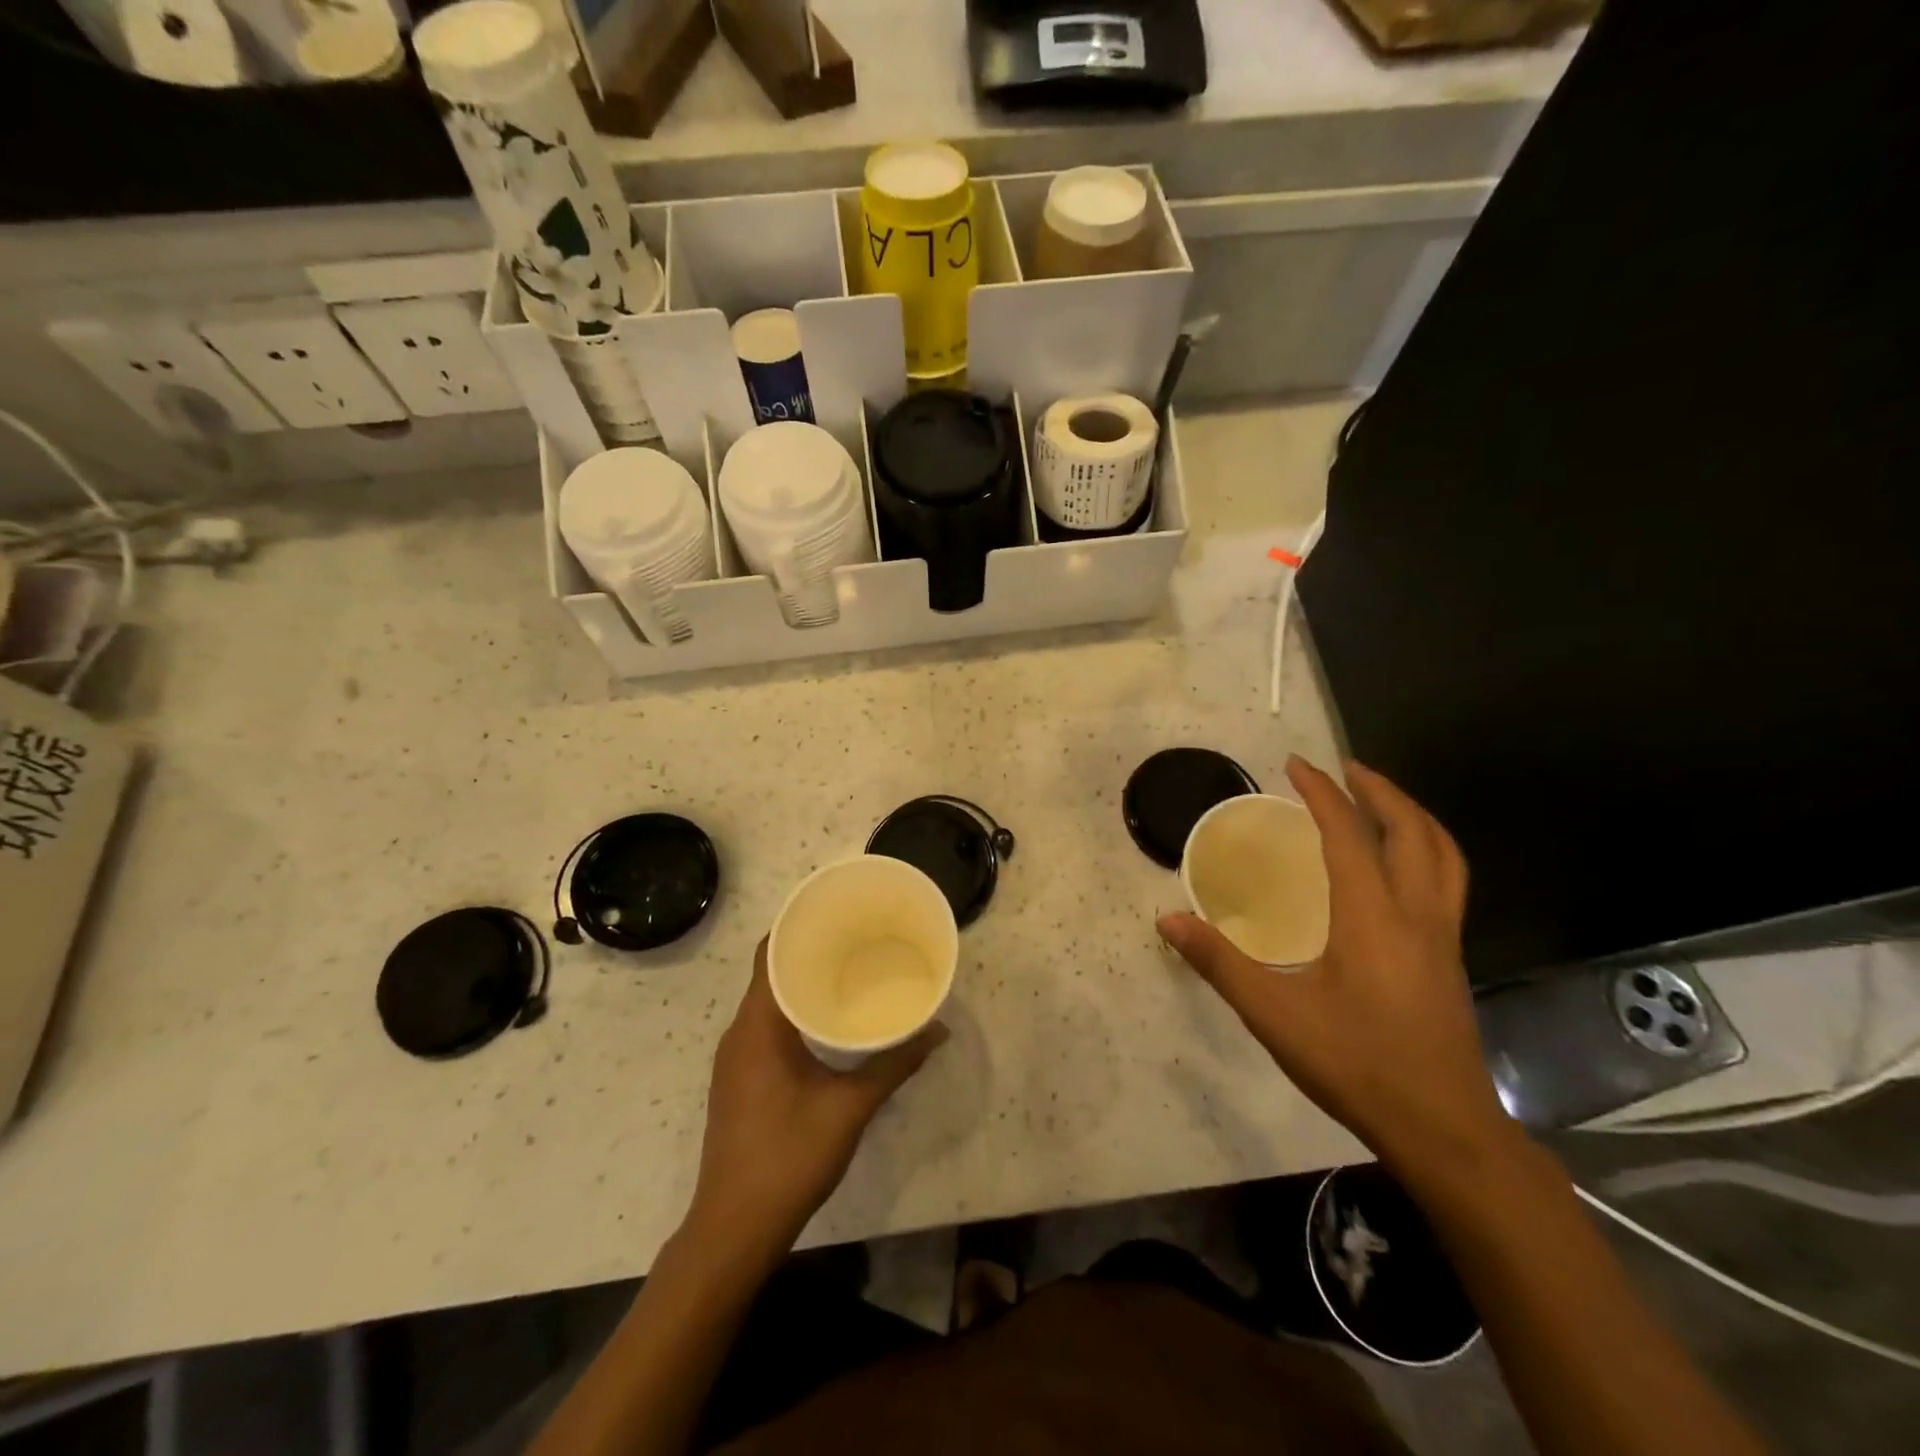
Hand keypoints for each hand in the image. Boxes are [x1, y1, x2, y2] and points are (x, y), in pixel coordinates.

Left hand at [688, 938, 946, 1259]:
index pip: (770, 953)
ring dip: (801, 984)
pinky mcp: (738, 1081)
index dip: (799, 926)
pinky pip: (764, 1027)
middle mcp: (739, 1033)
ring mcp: (734, 1059)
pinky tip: (826, 1023)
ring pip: (767, 1002)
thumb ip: (894, 1064)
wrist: (733, 1230)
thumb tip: (938, 1030)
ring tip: (847, 971)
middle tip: (856, 939)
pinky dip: (793, 1013)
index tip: (837, 912)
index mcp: (757, 1026)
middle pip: (770, 973)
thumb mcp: (850, 1108)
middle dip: (809, 952)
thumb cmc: (789, 1157)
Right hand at [1158, 756, 1510, 1170]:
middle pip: (1413, 832)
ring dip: (1412, 816)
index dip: (1322, 793)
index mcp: (1372, 917)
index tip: (1296, 764)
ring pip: (1443, 855)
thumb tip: (1168, 920)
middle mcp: (1416, 914)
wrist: (1444, 1130)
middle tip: (1344, 769)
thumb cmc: (1356, 1065)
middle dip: (1380, 791)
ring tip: (1380, 801)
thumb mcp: (1274, 1015)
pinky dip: (1426, 850)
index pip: (1349, 834)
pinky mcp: (1449, 959)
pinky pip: (1447, 882)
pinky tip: (1398, 869)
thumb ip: (1219, 963)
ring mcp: (1442, 937)